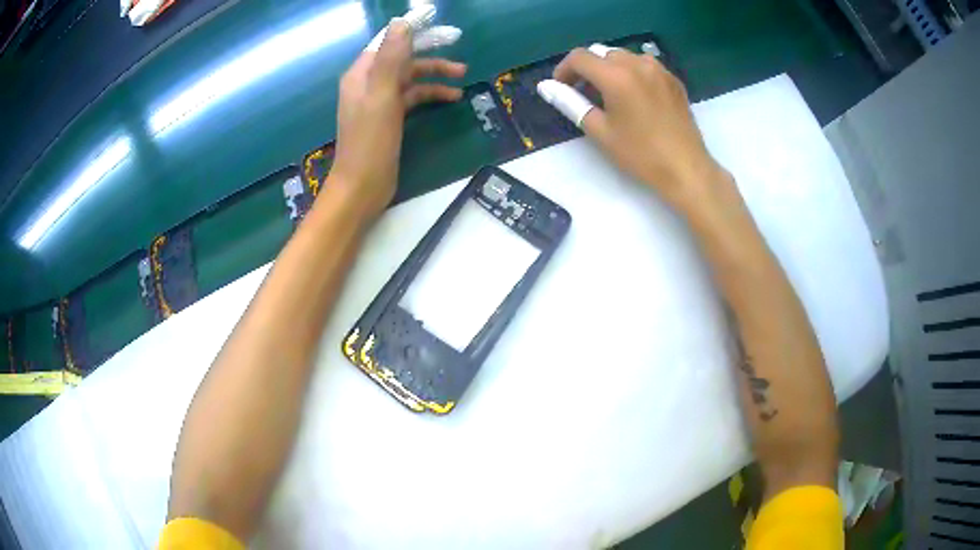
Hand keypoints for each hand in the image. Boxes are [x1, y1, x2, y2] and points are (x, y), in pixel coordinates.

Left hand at [331, 19, 466, 218]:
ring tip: (463, 76)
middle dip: (430, 54)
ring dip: (435, 75)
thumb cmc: (370, 142)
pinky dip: (430, 94)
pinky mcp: (389, 118)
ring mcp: (379, 101)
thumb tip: (402, 23)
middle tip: (457, 46)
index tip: (441, 30)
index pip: (388, 42)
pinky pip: (412, 97)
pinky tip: (451, 98)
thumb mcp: (382, 96)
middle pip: (402, 58)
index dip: (413, 33)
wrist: (362, 187)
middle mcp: (368, 83)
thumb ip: (391, 58)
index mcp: (361, 74)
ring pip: (410, 78)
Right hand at [541, 46, 724, 208]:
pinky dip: (631, 73)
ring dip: (609, 69)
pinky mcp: (672, 79)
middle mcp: (638, 64)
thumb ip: (571, 103)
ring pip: (623, 56)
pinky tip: (634, 96)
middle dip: (587, 69)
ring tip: (609, 95)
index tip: (561, 88)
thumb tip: (546, 87)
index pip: (580, 57)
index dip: (564, 70)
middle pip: (601, 53)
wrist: (686, 168)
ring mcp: (659, 69)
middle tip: (584, 95)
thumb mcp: (600, 131)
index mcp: (617, 76)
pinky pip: (644, 65)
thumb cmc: (640, 154)